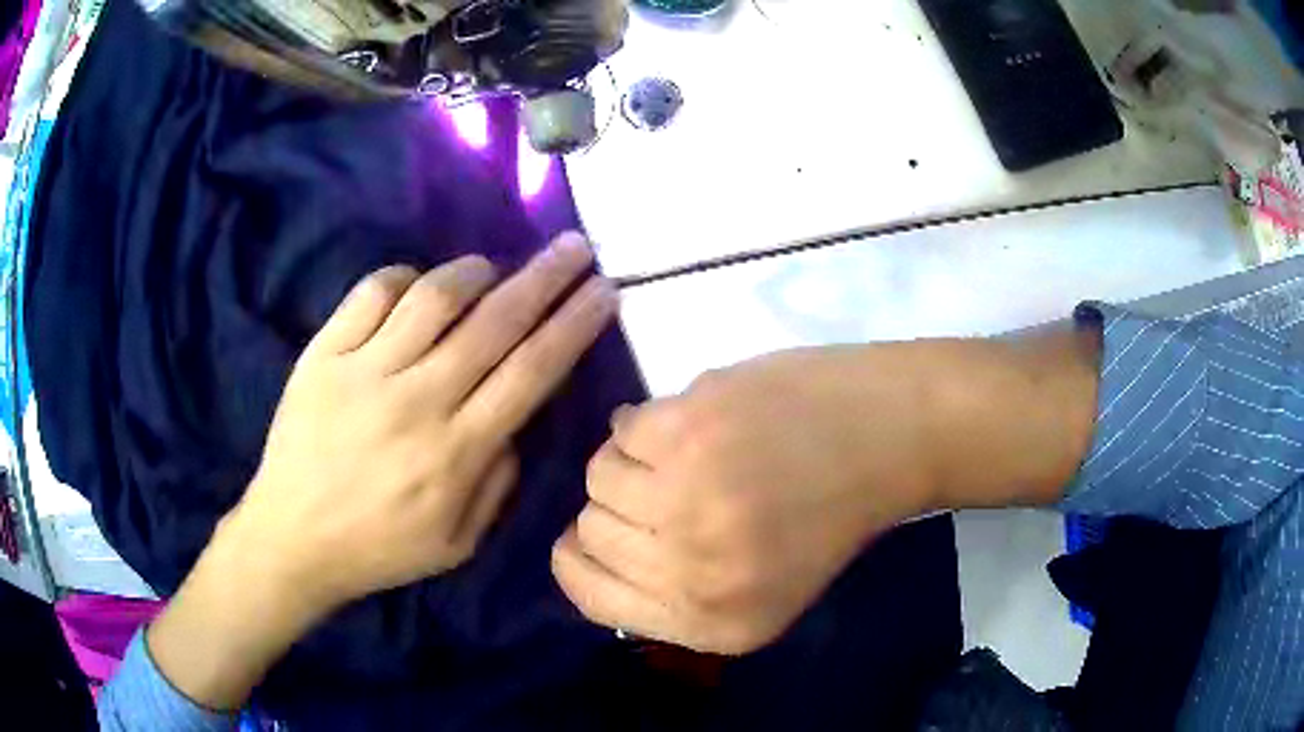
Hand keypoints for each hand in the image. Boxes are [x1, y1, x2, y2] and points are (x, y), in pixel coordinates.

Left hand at [148, 232, 616, 708]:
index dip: (574, 325)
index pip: (532, 371)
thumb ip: (498, 481)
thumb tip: (512, 422)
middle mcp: (418, 400)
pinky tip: (417, 287)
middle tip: (576, 247)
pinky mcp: (324, 354)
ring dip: (476, 272)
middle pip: (496, 322)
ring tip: (493, 267)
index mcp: (457, 452)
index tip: (603, 291)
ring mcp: (365, 371)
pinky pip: (371, 294)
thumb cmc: (379, 548)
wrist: (292, 539)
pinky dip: (404, 279)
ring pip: (435, 297)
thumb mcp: (458, 543)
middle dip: (547, 278)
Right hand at [552, 332, 1100, 654]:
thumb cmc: (830, 514)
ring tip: (689, 454)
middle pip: (588, 531)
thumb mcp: (766, 592)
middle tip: (668, 487)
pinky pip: (621, 427)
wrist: (889, 435)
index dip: (580, 560)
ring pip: (597, 476)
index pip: (588, 595)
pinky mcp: (686, 429)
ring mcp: (686, 498)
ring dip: (632, 461)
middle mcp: (692, 571)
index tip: (597, 535)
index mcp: (714, 624)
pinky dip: (650, 422)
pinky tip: (697, 424)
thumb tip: (589, 555)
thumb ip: (677, 593)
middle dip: (619, 508)